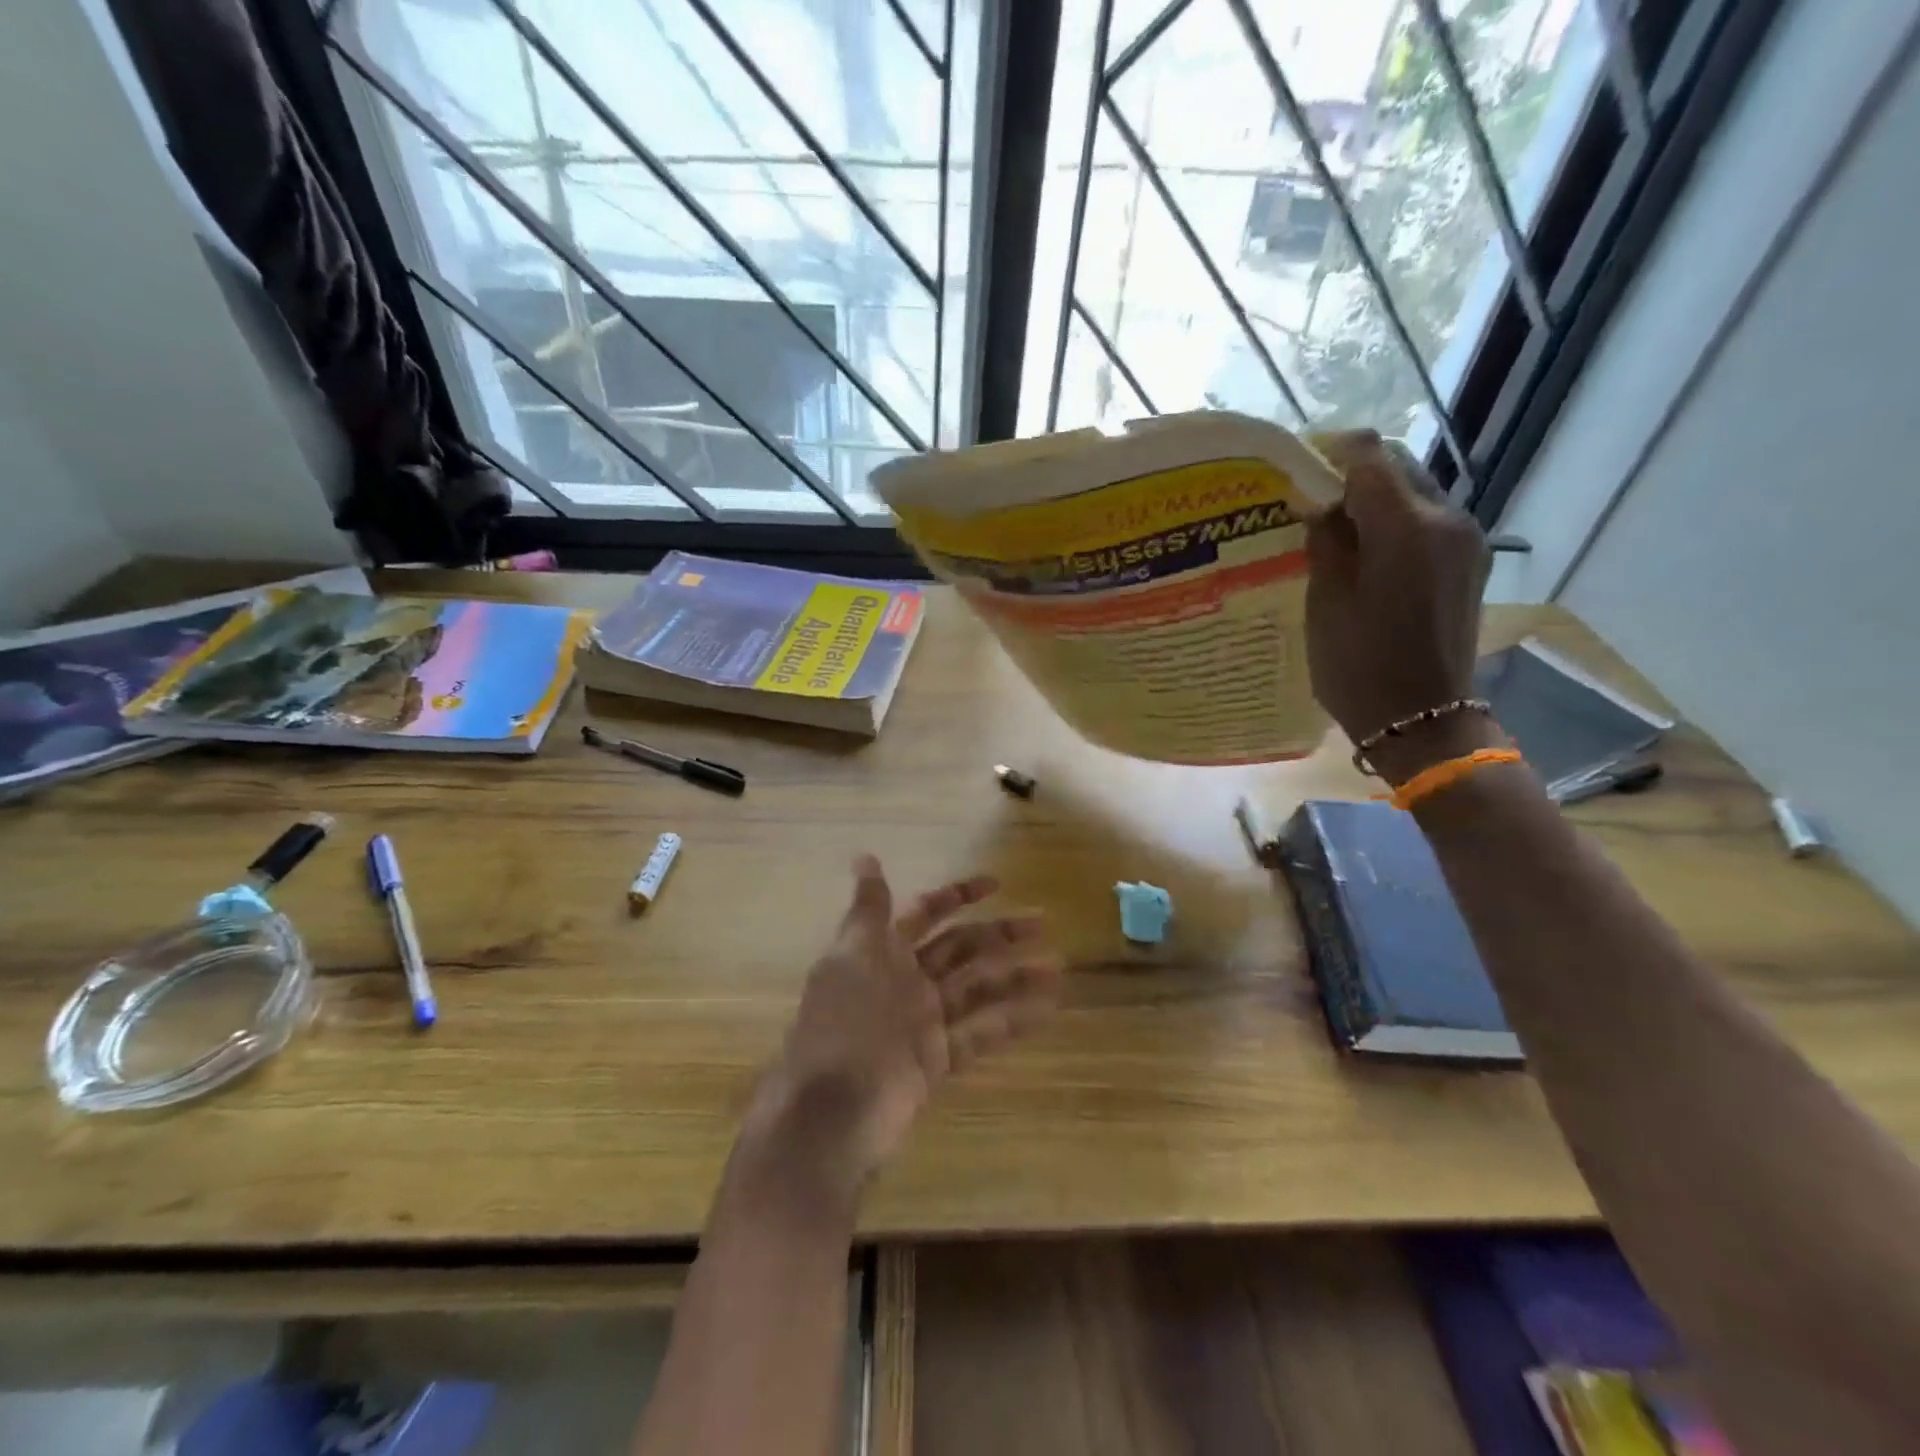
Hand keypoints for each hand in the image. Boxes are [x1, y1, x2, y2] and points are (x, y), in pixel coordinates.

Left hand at [742, 856, 1062, 1205]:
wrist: (830, 1110)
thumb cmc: (842, 1023)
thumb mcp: (851, 956)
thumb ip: (868, 910)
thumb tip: (865, 856)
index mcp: (883, 952)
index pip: (927, 914)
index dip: (959, 896)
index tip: (997, 883)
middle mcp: (906, 981)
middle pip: (960, 949)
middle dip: (999, 934)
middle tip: (1042, 923)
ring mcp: (924, 1022)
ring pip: (977, 989)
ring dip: (1016, 977)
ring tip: (1058, 968)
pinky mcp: (937, 1060)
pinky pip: (980, 1033)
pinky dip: (1013, 1021)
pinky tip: (1047, 1010)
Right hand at [1305, 431, 1494, 778]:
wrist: (1422, 721)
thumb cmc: (1359, 665)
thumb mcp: (1326, 600)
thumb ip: (1326, 539)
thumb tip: (1323, 502)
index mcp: (1407, 526)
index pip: (1370, 456)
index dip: (1331, 453)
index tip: (1299, 470)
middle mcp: (1448, 519)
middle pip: (1398, 469)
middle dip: (1354, 476)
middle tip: (1312, 503)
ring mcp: (1467, 541)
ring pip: (1416, 494)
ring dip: (1377, 501)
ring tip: (1337, 531)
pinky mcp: (1471, 564)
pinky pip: (1430, 523)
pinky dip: (1397, 524)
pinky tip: (1368, 555)